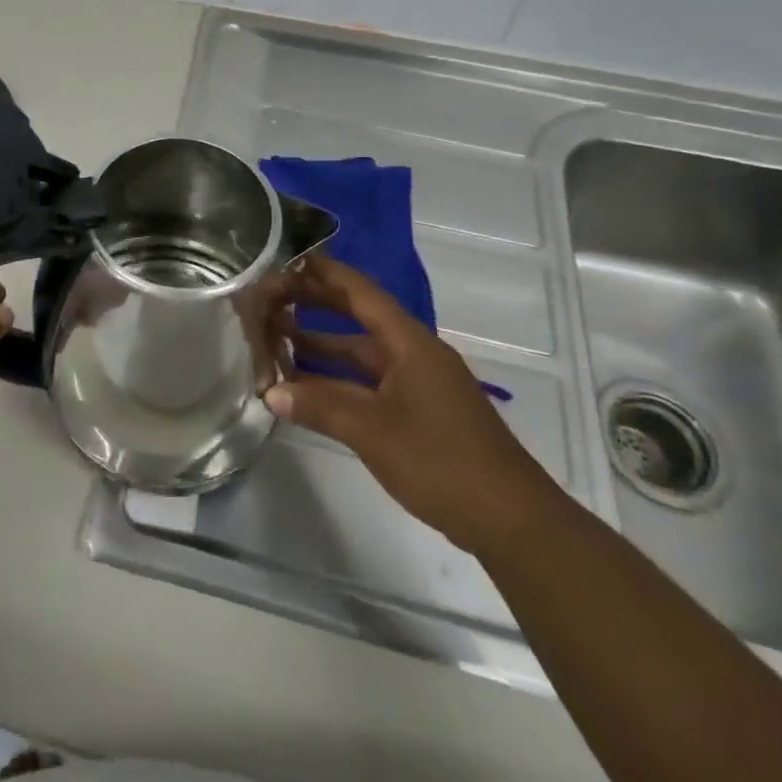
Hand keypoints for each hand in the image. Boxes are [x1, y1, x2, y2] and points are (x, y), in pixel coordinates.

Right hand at [262, 255, 556, 555]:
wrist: (512, 521)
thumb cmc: (441, 461)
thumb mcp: (372, 431)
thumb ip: (319, 406)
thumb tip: (269, 391)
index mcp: (410, 343)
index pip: (360, 292)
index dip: (323, 273)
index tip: (287, 260)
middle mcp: (414, 354)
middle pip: (359, 318)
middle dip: (316, 306)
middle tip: (272, 298)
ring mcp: (419, 384)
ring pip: (362, 354)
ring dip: (323, 347)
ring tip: (277, 340)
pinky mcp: (420, 412)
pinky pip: (370, 382)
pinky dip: (339, 379)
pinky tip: (309, 387)